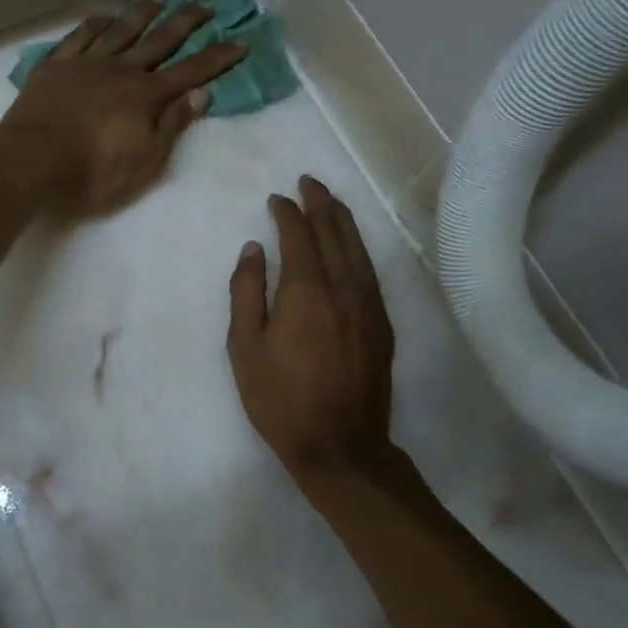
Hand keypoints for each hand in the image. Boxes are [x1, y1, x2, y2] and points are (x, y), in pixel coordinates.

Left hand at [0, 0, 244, 217]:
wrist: (31, 160)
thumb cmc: (93, 171)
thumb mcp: (145, 161)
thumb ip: (172, 125)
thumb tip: (200, 94)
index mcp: (146, 96)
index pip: (191, 72)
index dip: (218, 58)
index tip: (241, 41)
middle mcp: (121, 70)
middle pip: (160, 40)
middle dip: (186, 21)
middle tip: (206, 4)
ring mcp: (86, 63)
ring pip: (120, 30)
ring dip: (142, 14)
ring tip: (159, 0)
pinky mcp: (56, 66)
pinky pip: (79, 36)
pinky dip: (95, 24)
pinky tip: (103, 17)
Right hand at [227, 176, 396, 482]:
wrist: (341, 445)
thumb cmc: (281, 399)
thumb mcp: (245, 348)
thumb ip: (246, 292)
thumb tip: (253, 249)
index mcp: (306, 290)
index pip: (299, 235)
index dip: (287, 212)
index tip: (276, 199)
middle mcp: (343, 287)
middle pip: (334, 232)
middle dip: (320, 203)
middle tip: (308, 182)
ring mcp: (369, 304)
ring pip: (358, 248)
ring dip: (342, 220)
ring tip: (330, 201)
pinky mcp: (382, 323)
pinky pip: (370, 270)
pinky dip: (358, 248)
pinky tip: (351, 245)